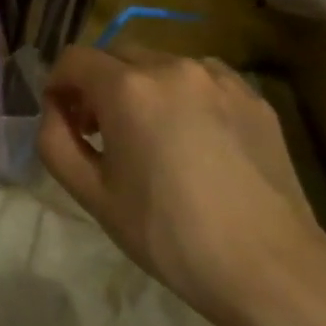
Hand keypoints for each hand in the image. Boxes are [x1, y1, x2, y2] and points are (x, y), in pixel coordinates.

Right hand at [37, 46, 325, 325]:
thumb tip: (57, 112)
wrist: (270, 268)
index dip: (58, 86)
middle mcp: (172, 67)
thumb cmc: (168, 234)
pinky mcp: (253, 98)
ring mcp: (219, 79)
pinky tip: (194, 141)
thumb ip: (54, 141)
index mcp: (127, 88)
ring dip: (142, 89)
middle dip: (98, 86)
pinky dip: (184, 97)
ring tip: (152, 136)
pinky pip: (201, 80)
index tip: (64, 121)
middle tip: (102, 133)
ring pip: (160, 65)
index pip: (73, 59)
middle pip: (116, 56)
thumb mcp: (91, 194)